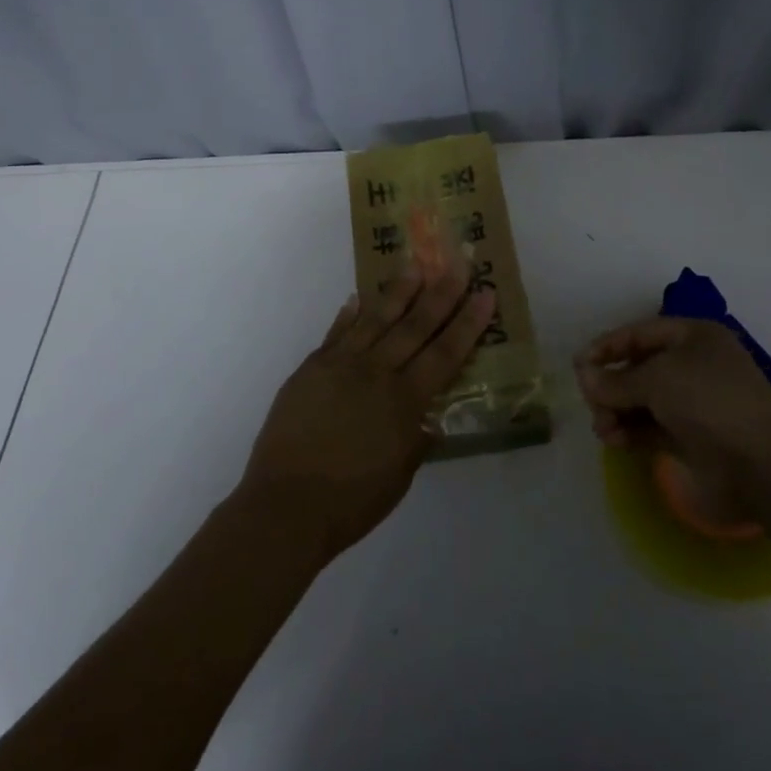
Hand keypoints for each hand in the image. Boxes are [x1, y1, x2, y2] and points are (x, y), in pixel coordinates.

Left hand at [237, 252, 495, 561]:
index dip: (468, 322)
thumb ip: (416, 441)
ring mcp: (340, 366)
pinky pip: (336, 334)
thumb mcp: (399, 477)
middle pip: (415, 325)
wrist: (285, 506)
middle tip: (458, 264)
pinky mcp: (311, 369)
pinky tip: (358, 298)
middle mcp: (376, 373)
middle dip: (441, 293)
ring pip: (376, 319)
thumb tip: (427, 420)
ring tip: (415, 266)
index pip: (445, 352)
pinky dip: (348, 314)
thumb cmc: (351, 502)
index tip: (485, 292)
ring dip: (398, 292)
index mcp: (405, 401)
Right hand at [575, 318, 770, 508]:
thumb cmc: (709, 401)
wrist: (763, 464)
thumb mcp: (656, 379)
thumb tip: (583, 377)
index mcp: (693, 337)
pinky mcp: (693, 439)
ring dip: (617, 412)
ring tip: (603, 429)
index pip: (639, 333)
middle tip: (590, 402)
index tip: (578, 365)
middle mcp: (694, 365)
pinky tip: (614, 441)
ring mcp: (695, 404)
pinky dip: (631, 432)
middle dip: (611, 385)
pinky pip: (652, 428)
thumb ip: (615, 380)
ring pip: (643, 401)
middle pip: (639, 368)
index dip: (607, 346)